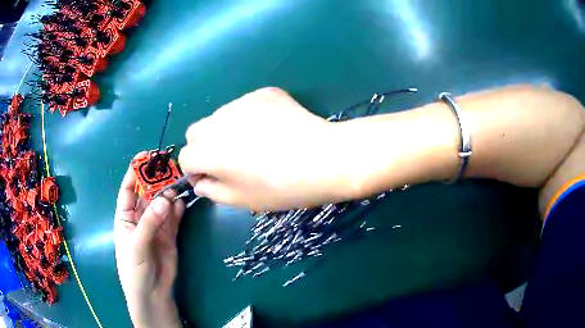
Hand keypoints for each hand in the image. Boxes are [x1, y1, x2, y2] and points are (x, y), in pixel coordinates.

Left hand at [114, 155, 184, 327]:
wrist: (152, 294)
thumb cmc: (134, 270)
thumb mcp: (137, 245)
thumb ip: (149, 223)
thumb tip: (165, 199)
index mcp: (125, 217)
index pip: (129, 189)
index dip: (135, 172)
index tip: (146, 156)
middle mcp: (140, 218)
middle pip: (148, 194)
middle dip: (157, 182)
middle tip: (170, 169)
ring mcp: (156, 227)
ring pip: (162, 205)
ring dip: (170, 195)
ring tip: (179, 184)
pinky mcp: (170, 236)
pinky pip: (174, 218)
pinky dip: (178, 210)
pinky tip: (183, 202)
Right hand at [179, 87, 351, 210]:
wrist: (324, 159)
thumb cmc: (282, 188)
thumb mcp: (243, 200)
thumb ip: (213, 191)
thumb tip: (201, 182)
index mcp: (209, 152)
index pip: (185, 158)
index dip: (195, 171)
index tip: (210, 179)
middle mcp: (218, 122)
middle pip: (195, 132)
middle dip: (203, 147)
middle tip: (227, 161)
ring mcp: (241, 102)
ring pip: (219, 116)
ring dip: (225, 130)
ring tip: (254, 143)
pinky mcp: (263, 93)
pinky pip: (245, 105)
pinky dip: (249, 117)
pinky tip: (271, 129)